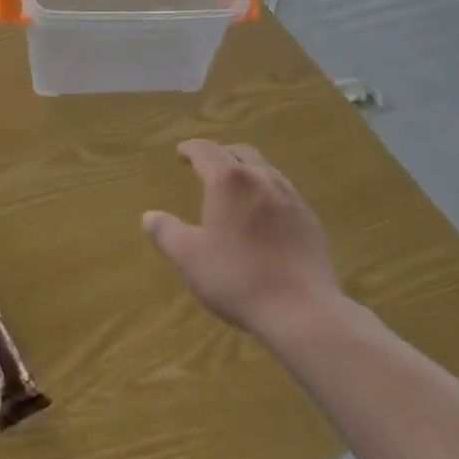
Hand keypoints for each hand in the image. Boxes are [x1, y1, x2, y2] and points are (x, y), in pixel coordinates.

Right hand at [144, 140, 340, 342]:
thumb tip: (149, 216)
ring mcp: (290, 197)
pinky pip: (283, 191)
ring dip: (246, 170)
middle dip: (220, 154)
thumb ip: (166, 233)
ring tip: (236, 187)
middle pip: (239, 152)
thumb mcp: (189, 258)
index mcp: (228, 181)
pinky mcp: (309, 219)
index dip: (190, 149)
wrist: (301, 309)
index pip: (206, 151)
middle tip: (206, 166)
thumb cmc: (237, 278)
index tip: (181, 153)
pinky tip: (264, 214)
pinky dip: (266, 191)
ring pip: (265, 169)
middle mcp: (261, 178)